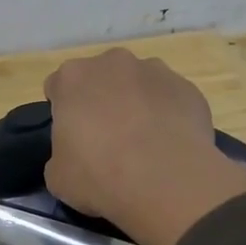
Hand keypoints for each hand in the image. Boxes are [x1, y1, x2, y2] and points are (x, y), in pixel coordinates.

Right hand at [43, 50, 245, 244]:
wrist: (165, 181)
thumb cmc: (99, 176)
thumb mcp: (58, 176)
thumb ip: (61, 154)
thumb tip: (75, 155)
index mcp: (73, 78)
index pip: (58, 86)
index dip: (63, 112)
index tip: (72, 136)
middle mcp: (113, 63)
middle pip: (101, 77)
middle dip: (101, 101)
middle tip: (106, 139)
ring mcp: (155, 71)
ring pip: (138, 84)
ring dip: (136, 104)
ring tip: (143, 143)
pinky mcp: (187, 87)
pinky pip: (170, 99)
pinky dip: (167, 116)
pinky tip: (168, 146)